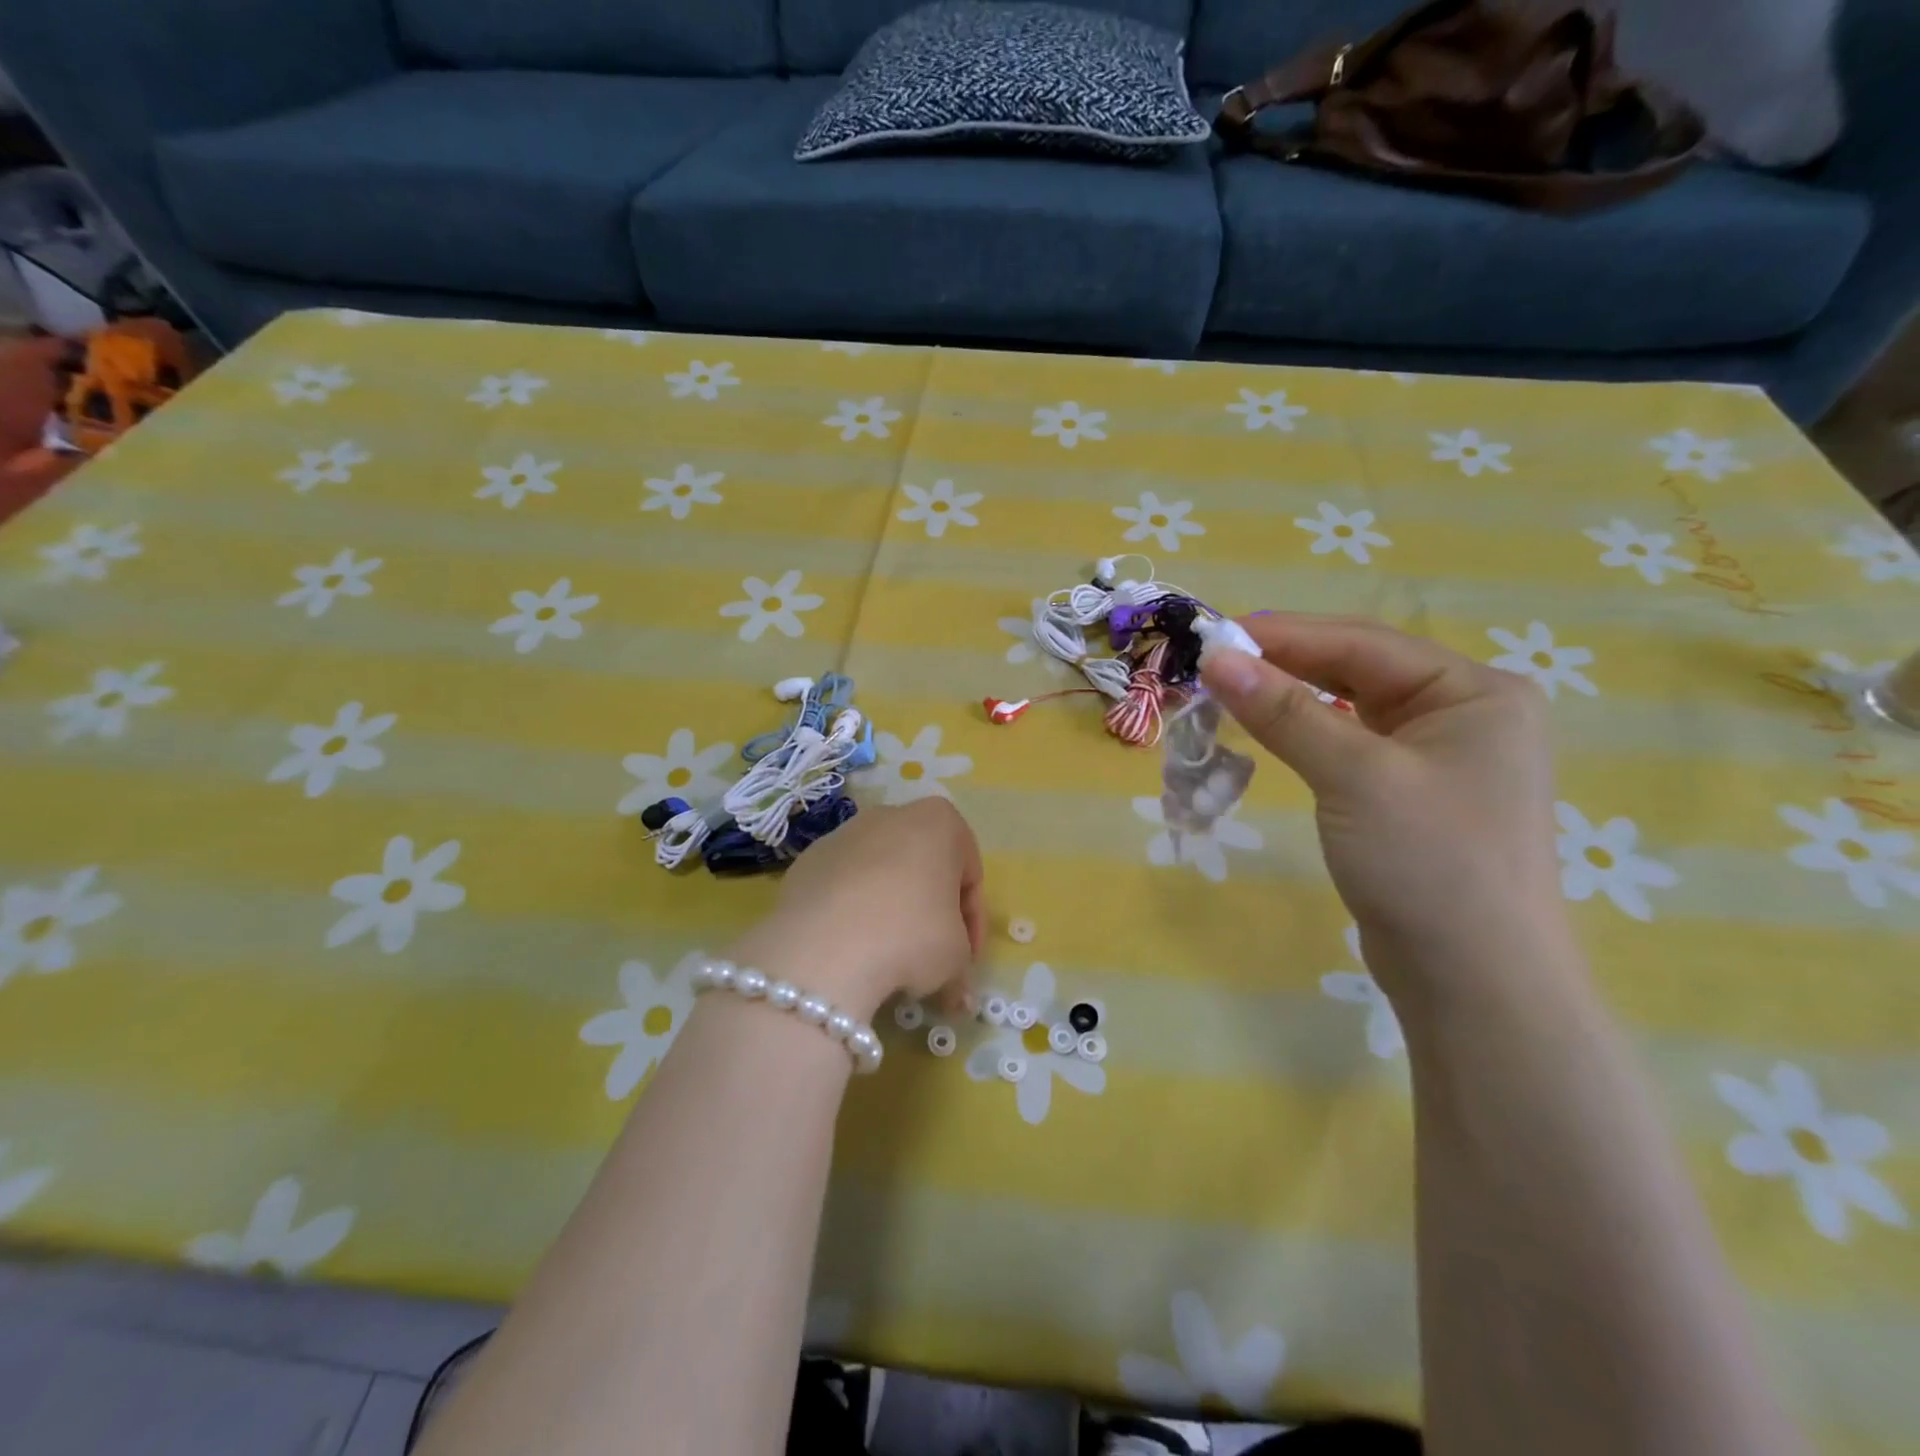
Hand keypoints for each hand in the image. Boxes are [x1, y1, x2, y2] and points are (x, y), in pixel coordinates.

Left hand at [731, 799, 984, 1020]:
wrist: (824, 947)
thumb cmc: (911, 935)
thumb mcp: (956, 958)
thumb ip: (960, 964)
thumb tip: (955, 991)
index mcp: (939, 822)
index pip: (969, 873)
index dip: (972, 921)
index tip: (967, 959)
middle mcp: (890, 815)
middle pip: (922, 866)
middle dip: (929, 910)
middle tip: (931, 958)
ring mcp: (843, 835)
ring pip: (879, 873)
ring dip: (888, 910)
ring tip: (886, 959)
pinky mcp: (806, 861)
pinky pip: (841, 887)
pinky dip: (850, 913)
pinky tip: (849, 950)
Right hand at [1199, 614, 1573, 1002]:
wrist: (1475, 985)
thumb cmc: (1429, 864)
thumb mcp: (1355, 776)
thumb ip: (1286, 712)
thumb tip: (1216, 659)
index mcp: (1475, 692)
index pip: (1363, 643)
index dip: (1285, 635)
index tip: (1214, 635)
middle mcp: (1463, 714)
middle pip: (1359, 670)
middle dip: (1286, 665)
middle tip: (1213, 665)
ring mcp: (1439, 758)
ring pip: (1351, 708)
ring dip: (1292, 700)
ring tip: (1230, 693)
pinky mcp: (1411, 796)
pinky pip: (1351, 746)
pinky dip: (1307, 736)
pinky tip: (1272, 733)